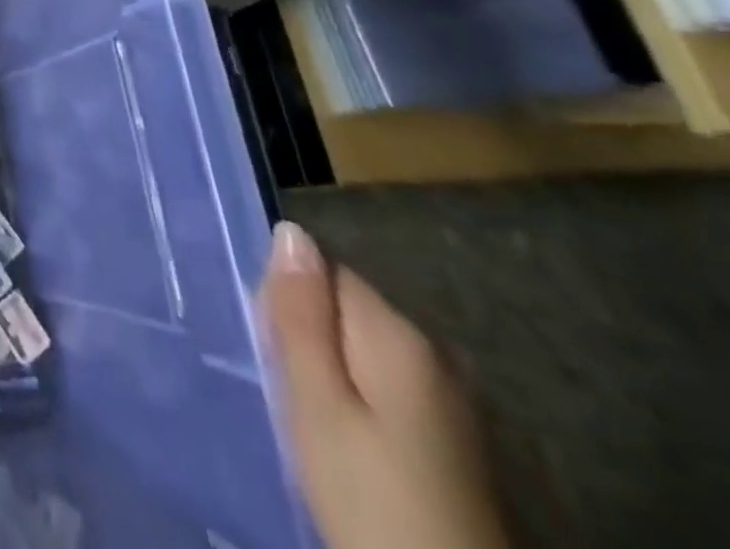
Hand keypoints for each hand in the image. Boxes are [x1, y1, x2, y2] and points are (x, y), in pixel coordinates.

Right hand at [261, 222, 509, 548]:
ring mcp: (455, 400)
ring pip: (364, 352)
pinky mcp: (455, 441)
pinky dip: (360, 405)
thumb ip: (300, 315)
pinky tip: (350, 447)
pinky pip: (387, 389)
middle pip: (346, 310)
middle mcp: (436, 351)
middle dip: (310, 338)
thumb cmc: (371, 497)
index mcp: (401, 333)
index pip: (325, 270)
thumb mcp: (317, 403)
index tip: (275, 350)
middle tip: (290, 394)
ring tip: (314, 424)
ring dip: (332, 374)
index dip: (289, 301)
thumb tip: (290, 231)